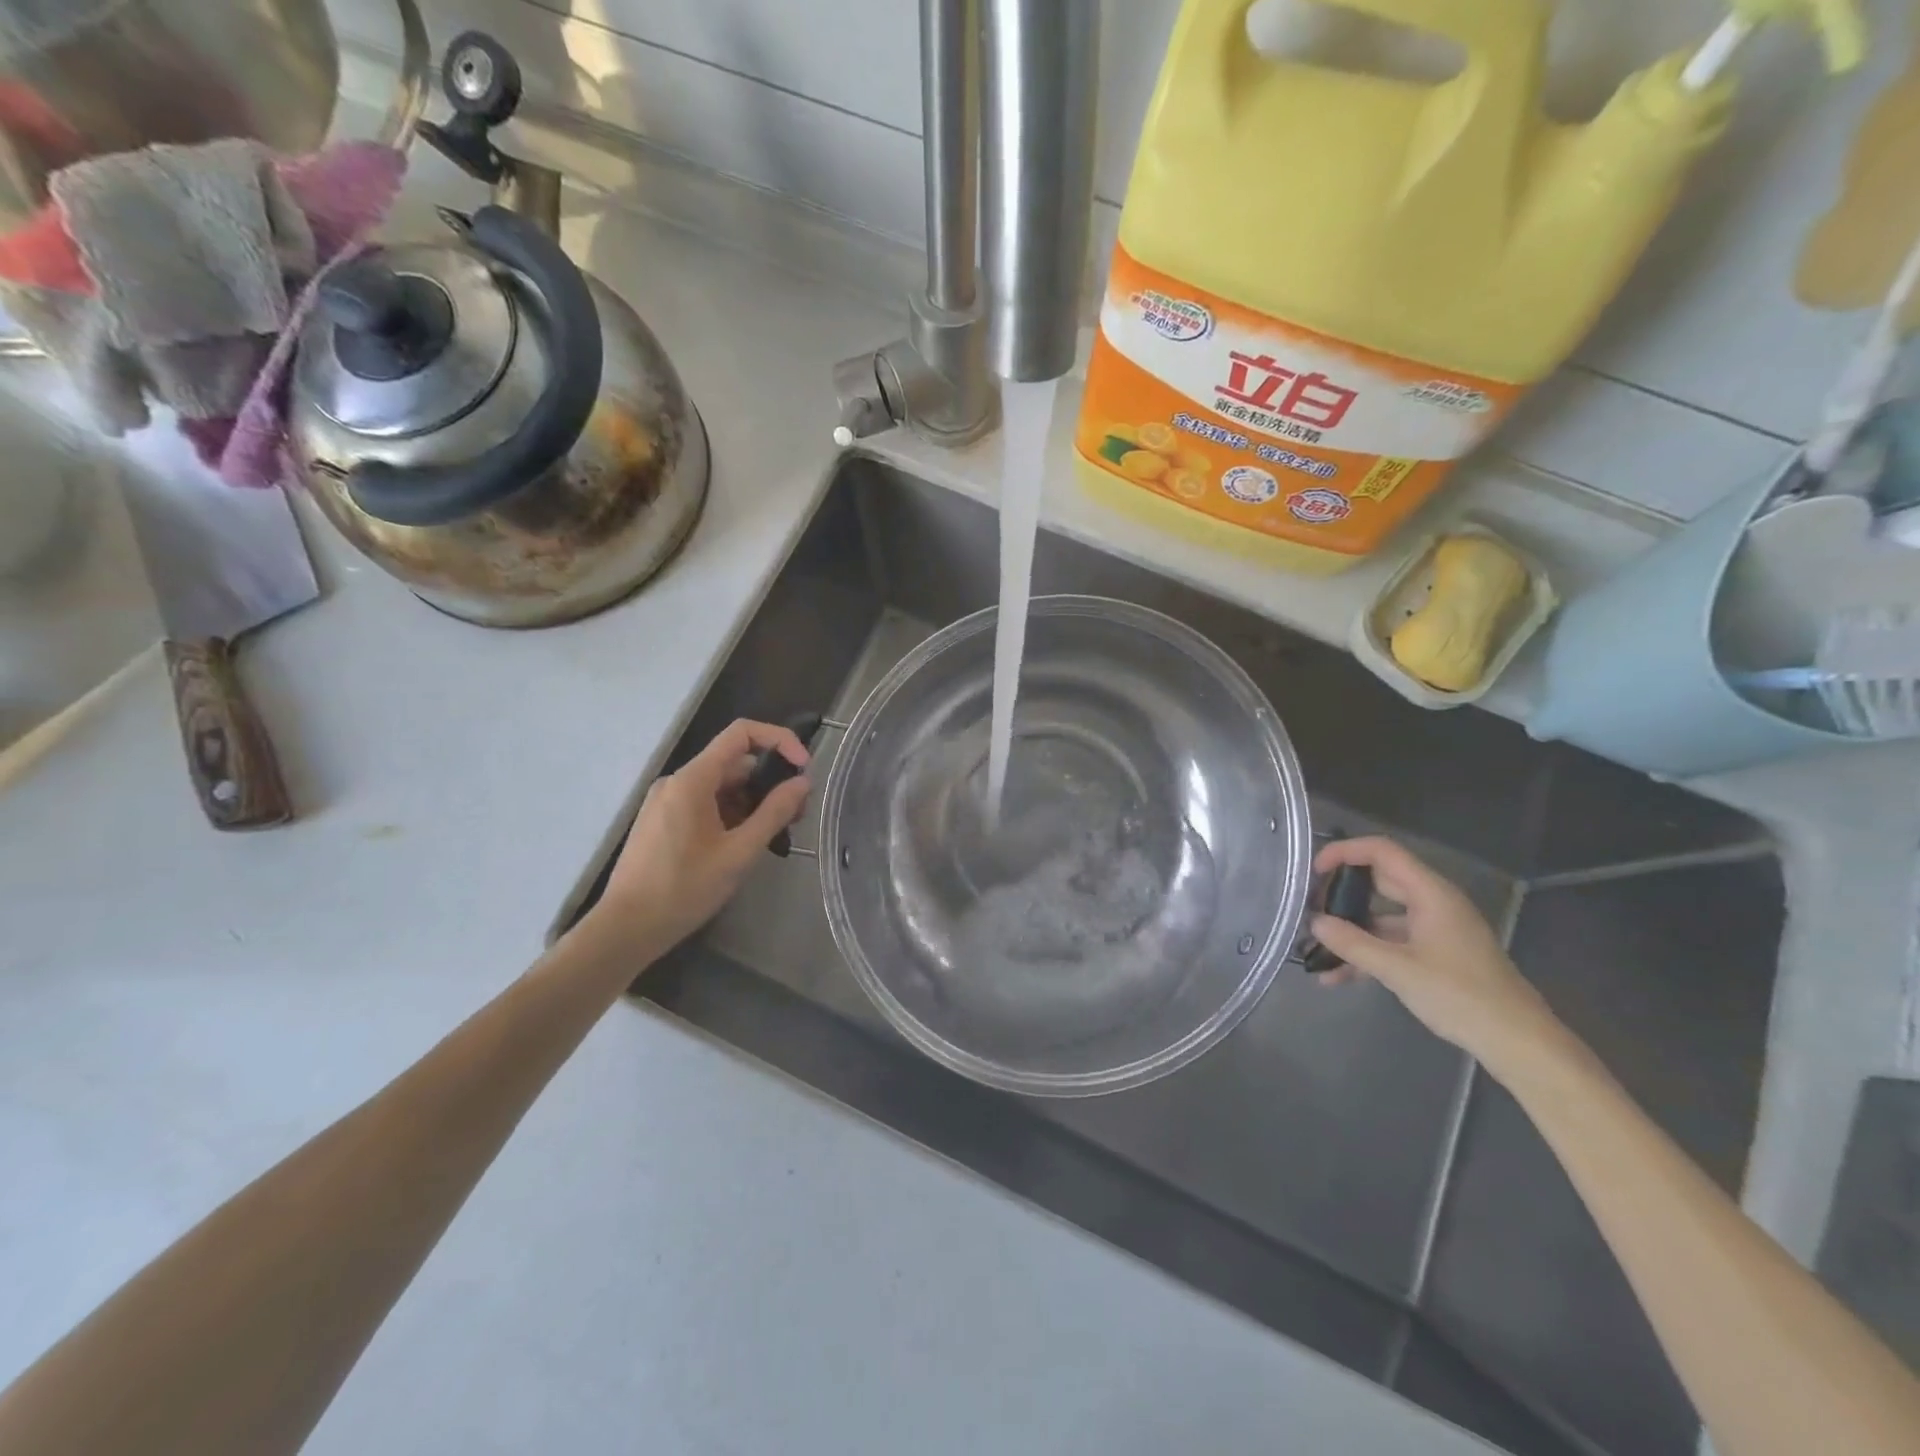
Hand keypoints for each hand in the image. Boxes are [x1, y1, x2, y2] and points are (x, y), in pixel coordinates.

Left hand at [589, 719, 810, 956]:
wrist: (626, 929)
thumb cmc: (684, 889)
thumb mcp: (739, 853)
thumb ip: (774, 813)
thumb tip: (802, 782)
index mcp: (693, 779)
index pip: (741, 733)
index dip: (779, 740)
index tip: (803, 768)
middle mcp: (678, 781)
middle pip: (735, 763)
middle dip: (771, 782)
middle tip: (797, 816)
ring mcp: (668, 801)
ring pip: (723, 786)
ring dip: (754, 802)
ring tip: (776, 836)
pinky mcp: (664, 821)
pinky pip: (707, 803)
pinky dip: (733, 814)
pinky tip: (747, 844)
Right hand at [1310, 836, 1559, 1065]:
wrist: (1518, 1042)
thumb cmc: (1461, 996)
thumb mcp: (1398, 970)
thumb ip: (1352, 943)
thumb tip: (1314, 922)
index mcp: (1431, 894)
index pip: (1382, 852)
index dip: (1345, 852)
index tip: (1314, 871)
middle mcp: (1434, 903)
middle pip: (1379, 882)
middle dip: (1341, 893)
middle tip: (1308, 907)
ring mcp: (1436, 930)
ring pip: (1382, 917)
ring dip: (1350, 931)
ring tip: (1315, 948)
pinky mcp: (1437, 955)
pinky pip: (1393, 942)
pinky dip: (1368, 953)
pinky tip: (1337, 977)